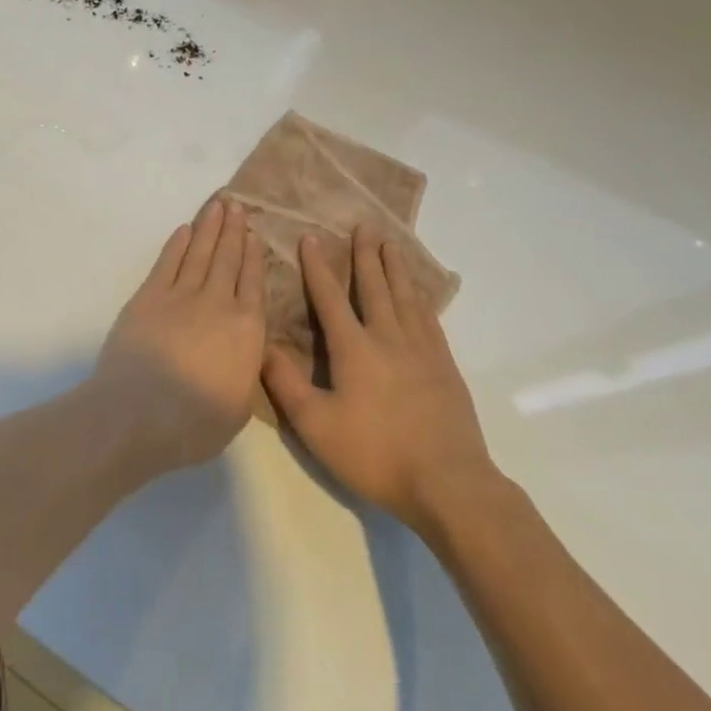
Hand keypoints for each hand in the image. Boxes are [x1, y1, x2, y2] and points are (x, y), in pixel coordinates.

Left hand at [92, 198, 266, 475]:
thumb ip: (246, 370)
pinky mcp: (149, 296)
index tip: (255, 235)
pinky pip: (168, 262)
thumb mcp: (239, 407)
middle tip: (237, 205)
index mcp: (246, 331)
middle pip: (228, 259)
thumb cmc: (194, 423)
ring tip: (218, 206)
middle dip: (234, 231)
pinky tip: (185, 229)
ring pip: (200, 253)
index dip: (254, 257)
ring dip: (210, 228)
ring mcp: (181, 295)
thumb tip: (246, 351)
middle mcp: (218, 303)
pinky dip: (177, 244)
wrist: (139, 413)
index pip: (254, 284)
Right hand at [262, 226, 498, 533]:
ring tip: (391, 244)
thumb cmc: (376, 454)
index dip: (318, 267)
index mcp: (354, 347)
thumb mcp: (317, 426)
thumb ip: (286, 384)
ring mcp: (421, 350)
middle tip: (364, 225)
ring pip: (405, 296)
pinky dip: (421, 299)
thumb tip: (262, 345)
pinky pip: (430, 319)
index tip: (310, 237)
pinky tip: (420, 295)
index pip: (330, 297)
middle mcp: (387, 337)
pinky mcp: (445, 366)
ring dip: (395, 267)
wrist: (449, 484)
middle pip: (375, 286)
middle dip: (365, 255)